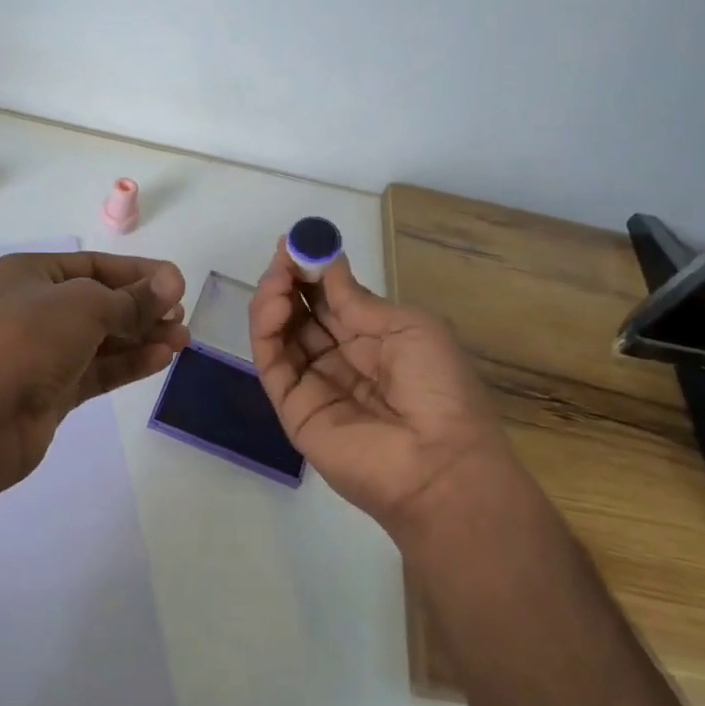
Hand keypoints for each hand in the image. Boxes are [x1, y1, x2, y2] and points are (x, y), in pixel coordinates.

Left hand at [0, 251, 189, 492]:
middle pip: (101, 302)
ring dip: (142, 337)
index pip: (94, 265)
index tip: (177, 284)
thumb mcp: (85, 306)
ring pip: (102, 339)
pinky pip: (98, 370)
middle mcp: (35, 308)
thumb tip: (171, 284)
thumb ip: (132, 299)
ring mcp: (43, 352)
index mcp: (31, 275)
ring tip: (182, 340)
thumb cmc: (27, 340)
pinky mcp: (52, 390)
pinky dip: (128, 364)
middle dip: (144, 308)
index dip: (138, 273)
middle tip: (180, 316)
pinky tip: (161, 359)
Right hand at [249, 241, 515, 532]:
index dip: (314, 270)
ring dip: (273, 300)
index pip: (331, 299)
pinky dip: (265, 330)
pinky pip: (271, 363)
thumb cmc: (438, 387)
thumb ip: (357, 300)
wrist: (440, 463)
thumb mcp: (408, 327)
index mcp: (374, 341)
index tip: (298, 242)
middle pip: (301, 313)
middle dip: (289, 280)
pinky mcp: (292, 408)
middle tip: (283, 254)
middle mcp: (340, 360)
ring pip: (280, 334)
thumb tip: (328, 265)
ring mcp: (313, 384)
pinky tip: (274, 305)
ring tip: (278, 279)